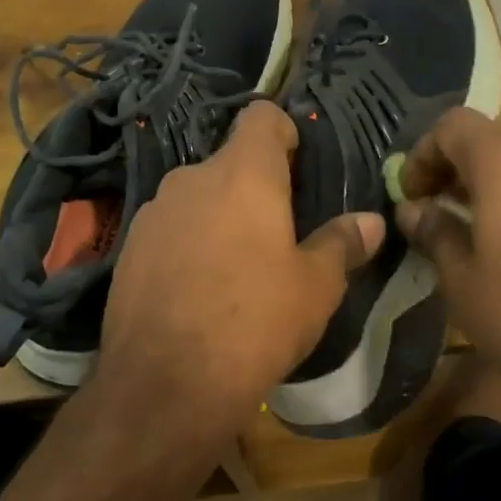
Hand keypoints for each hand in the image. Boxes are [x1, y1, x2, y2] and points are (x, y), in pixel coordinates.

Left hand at [97, 101, 384, 436]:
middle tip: (278, 231)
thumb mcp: (315, 287)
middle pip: (230, 161)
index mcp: (243, 173)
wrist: (165, 384)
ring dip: (218, 215)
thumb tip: (372, 221)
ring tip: (236, 266)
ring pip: (197, 196)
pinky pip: (169, 228)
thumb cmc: (255, 322)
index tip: (298, 167)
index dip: (283, 132)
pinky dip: (187, 242)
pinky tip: (196, 289)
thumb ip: (343, 244)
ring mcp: (153, 211)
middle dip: (253, 186)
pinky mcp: (128, 247)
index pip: (262, 116)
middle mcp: (192, 177)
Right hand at [394, 110, 500, 416]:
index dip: (423, 155)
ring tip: (481, 234)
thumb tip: (414, 210)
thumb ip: (434, 232)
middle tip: (439, 212)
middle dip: (459, 169)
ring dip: (498, 187)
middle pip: (494, 140)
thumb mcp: (463, 281)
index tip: (411, 197)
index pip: (453, 125)